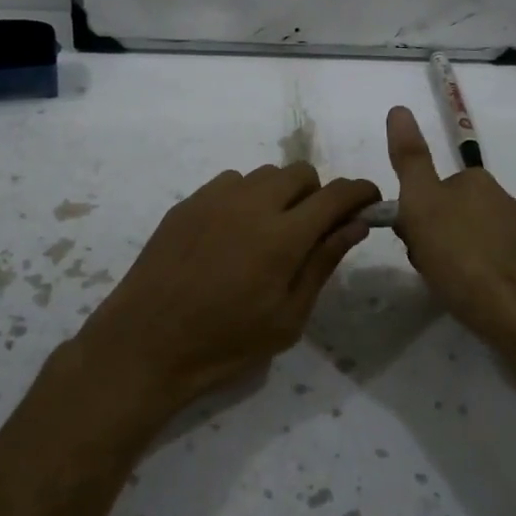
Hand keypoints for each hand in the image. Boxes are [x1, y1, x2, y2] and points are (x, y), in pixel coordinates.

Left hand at [79, 164, 380, 410]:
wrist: (146, 343)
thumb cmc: (224, 342)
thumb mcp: (287, 318)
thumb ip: (323, 263)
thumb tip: (356, 225)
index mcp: (283, 236)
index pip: (336, 195)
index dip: (360, 193)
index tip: (370, 202)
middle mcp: (252, 203)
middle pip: (301, 172)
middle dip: (318, 194)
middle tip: (311, 231)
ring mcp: (215, 197)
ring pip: (265, 174)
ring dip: (280, 194)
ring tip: (269, 234)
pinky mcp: (188, 201)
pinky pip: (231, 182)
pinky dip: (245, 197)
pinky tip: (232, 233)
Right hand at [385, 105, 515, 365]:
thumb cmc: (465, 259)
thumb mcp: (423, 205)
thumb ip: (410, 159)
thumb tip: (399, 108)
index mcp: (477, 181)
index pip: (430, 188)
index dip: (414, 215)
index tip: (414, 240)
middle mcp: (501, 201)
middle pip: (447, 214)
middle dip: (431, 238)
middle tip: (429, 266)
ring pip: (466, 240)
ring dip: (450, 259)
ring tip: (449, 287)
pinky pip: (486, 264)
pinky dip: (473, 277)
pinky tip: (472, 299)